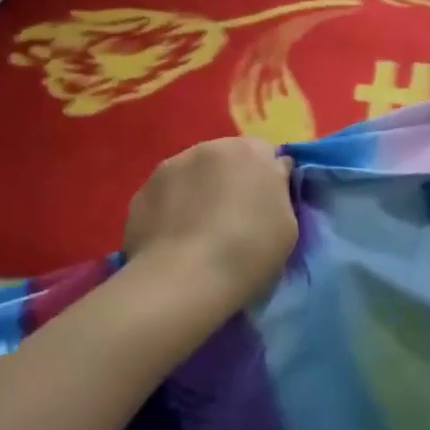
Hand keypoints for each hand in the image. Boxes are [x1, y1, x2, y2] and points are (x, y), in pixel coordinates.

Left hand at [124, 137, 297, 306]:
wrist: (184, 281)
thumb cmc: (249, 253)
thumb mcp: (288, 224)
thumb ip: (278, 191)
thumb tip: (272, 176)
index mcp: (249, 152)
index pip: (265, 154)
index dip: (267, 180)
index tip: (266, 209)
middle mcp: (207, 148)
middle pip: (224, 160)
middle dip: (229, 182)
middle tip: (233, 221)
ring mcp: (168, 168)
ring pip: (190, 175)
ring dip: (197, 193)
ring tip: (198, 234)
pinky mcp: (141, 193)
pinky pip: (164, 197)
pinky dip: (170, 211)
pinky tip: (174, 242)